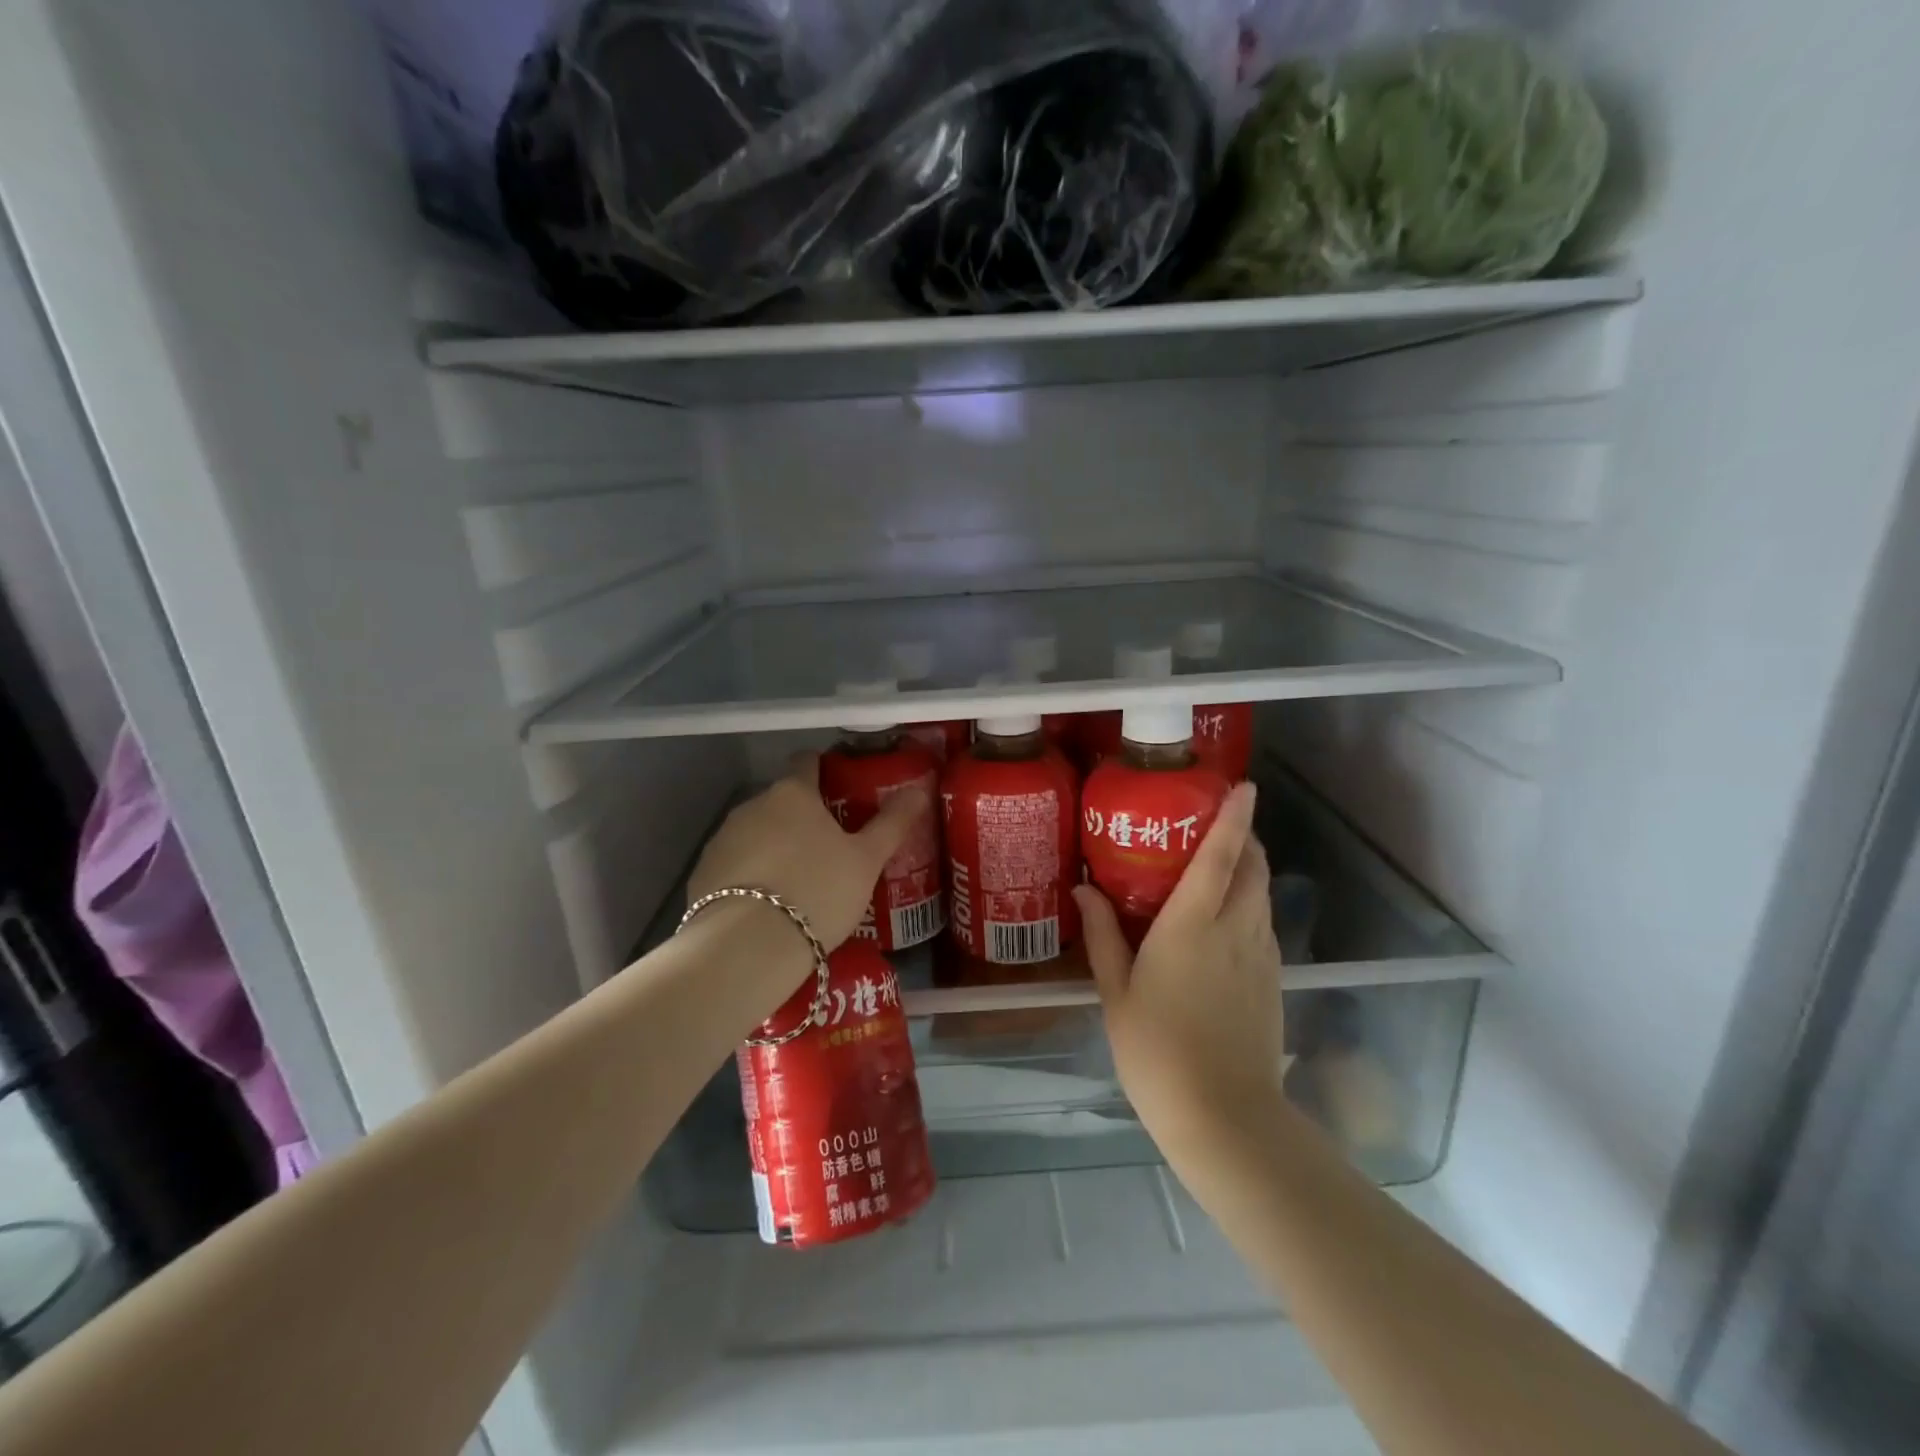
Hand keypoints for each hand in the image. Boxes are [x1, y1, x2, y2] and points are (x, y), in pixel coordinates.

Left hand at [688, 754, 927, 956]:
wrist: (747, 948)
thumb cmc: (818, 891)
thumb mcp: (866, 861)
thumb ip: (892, 823)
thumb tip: (918, 790)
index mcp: (793, 794)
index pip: (806, 762)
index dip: (824, 769)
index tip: (840, 788)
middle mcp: (753, 805)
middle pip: (781, 801)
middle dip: (802, 818)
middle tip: (830, 849)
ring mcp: (722, 839)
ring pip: (756, 833)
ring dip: (775, 847)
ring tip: (799, 883)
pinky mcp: (702, 874)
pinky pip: (735, 865)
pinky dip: (751, 876)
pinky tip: (767, 906)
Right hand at [1074, 783, 1284, 1164]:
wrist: (1225, 1116)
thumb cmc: (1156, 1051)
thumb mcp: (1116, 991)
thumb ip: (1102, 934)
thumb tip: (1084, 888)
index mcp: (1192, 925)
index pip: (1221, 856)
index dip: (1234, 817)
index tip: (1243, 786)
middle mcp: (1235, 930)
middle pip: (1254, 867)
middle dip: (1245, 838)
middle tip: (1216, 825)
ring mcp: (1261, 956)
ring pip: (1263, 895)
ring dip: (1249, 870)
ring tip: (1218, 866)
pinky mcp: (1274, 981)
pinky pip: (1264, 925)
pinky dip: (1250, 905)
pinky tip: (1224, 922)